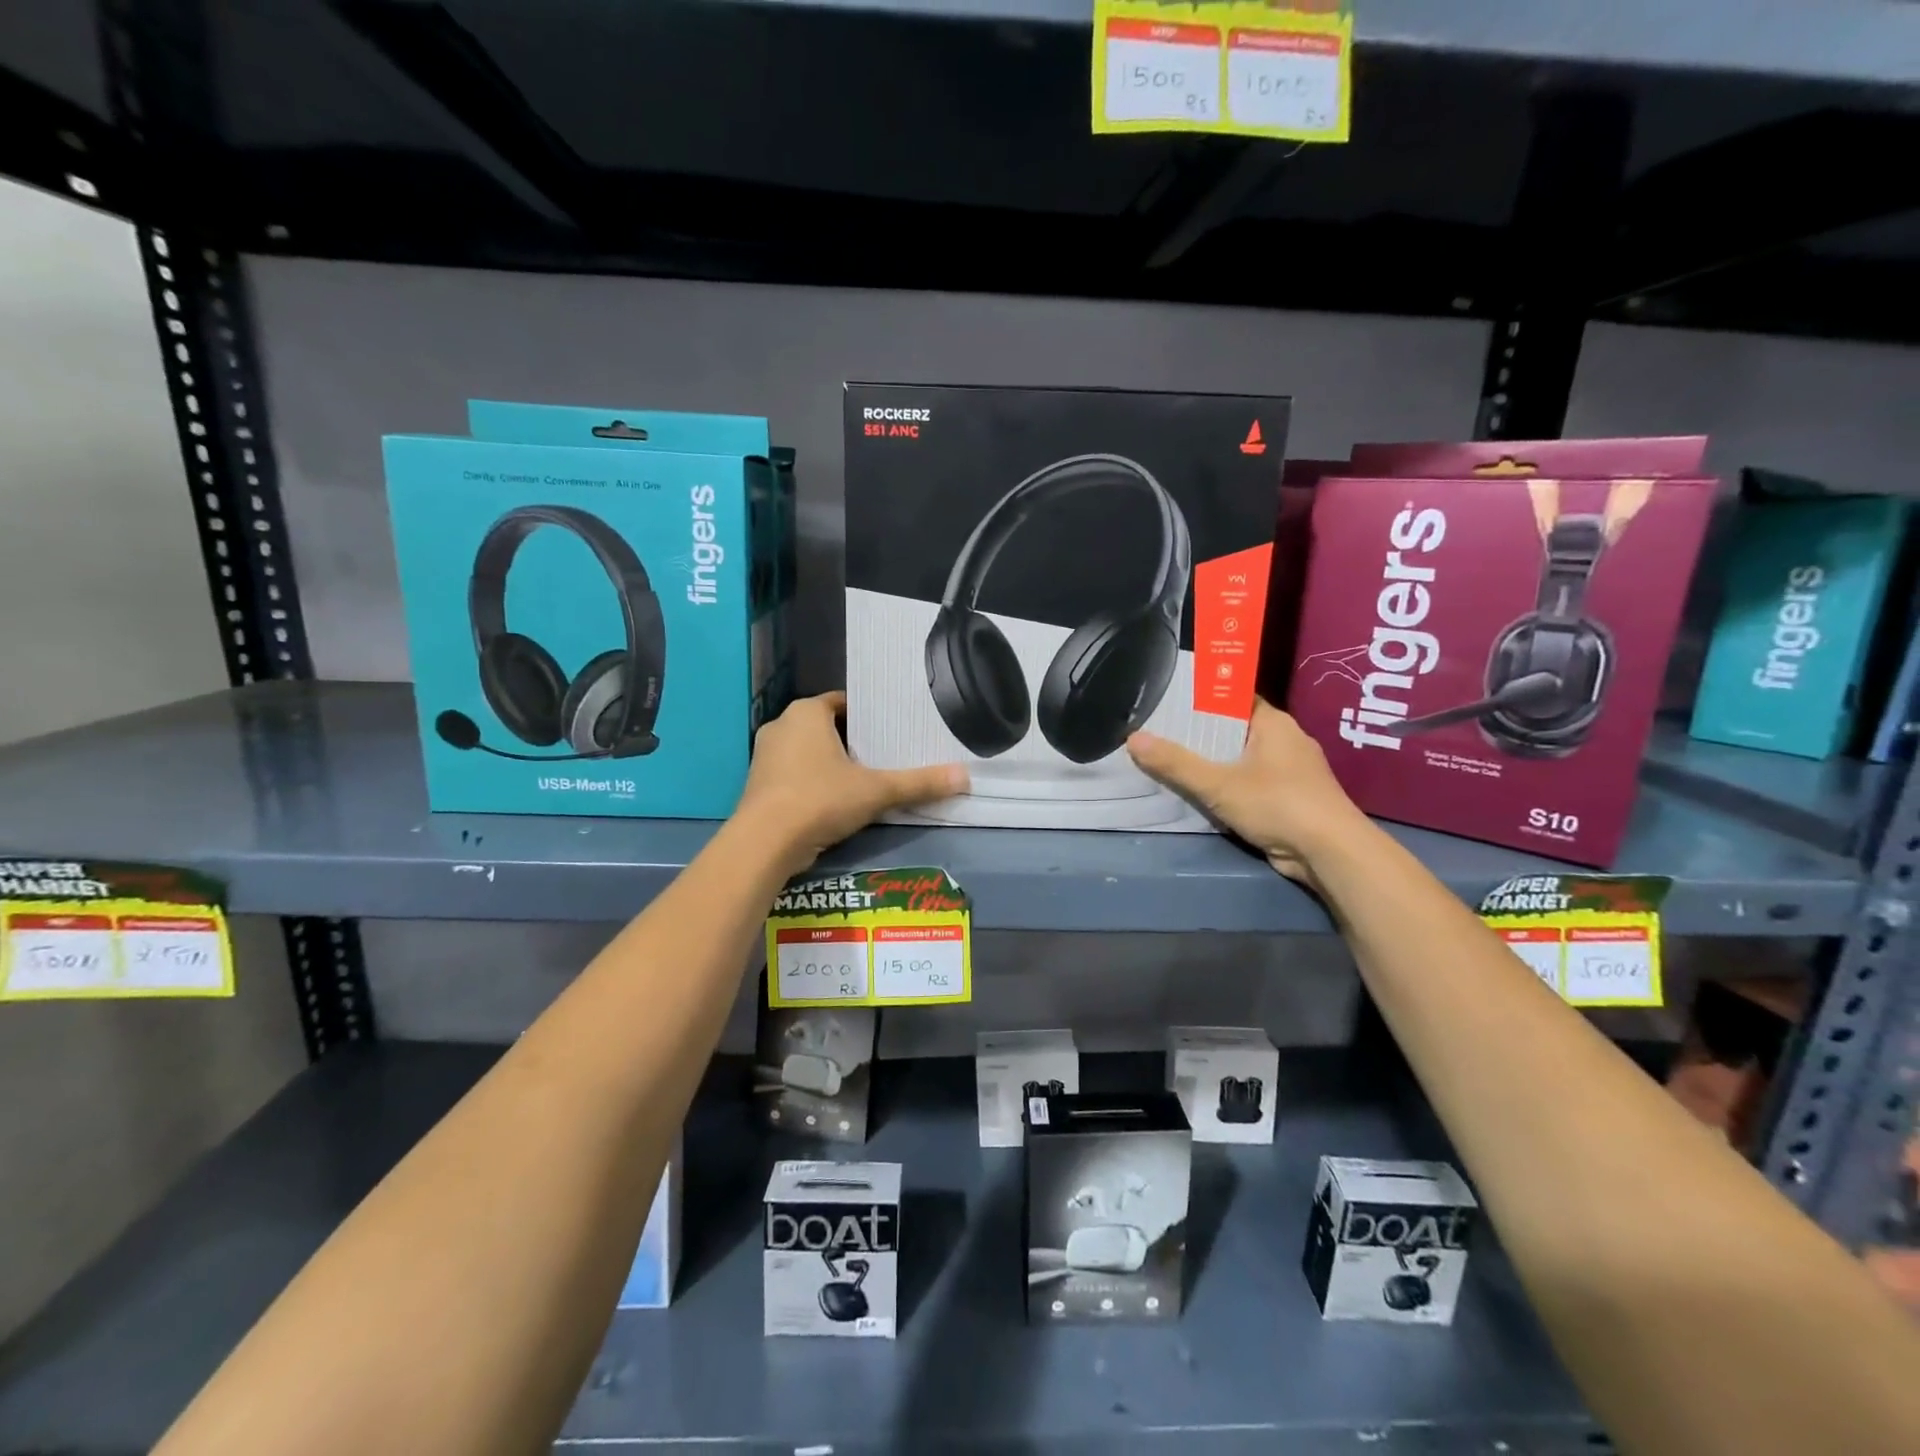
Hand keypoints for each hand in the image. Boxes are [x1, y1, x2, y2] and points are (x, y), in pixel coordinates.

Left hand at [737, 692, 966, 873]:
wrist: (764, 843)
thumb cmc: (820, 800)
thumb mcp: (876, 791)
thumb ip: (919, 783)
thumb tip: (964, 776)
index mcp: (806, 712)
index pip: (844, 702)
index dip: (870, 716)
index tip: (893, 731)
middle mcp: (782, 726)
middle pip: (827, 727)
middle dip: (853, 741)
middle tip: (887, 756)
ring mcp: (766, 756)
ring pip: (809, 752)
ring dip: (833, 764)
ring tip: (867, 779)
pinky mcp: (759, 785)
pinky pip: (795, 774)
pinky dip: (815, 783)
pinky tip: (837, 802)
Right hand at [1126, 699, 1370, 885]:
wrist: (1331, 853)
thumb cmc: (1278, 804)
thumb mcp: (1218, 784)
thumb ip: (1175, 763)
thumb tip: (1133, 739)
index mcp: (1273, 722)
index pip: (1233, 697)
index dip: (1202, 698)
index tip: (1169, 702)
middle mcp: (1285, 740)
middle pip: (1235, 728)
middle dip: (1201, 733)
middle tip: (1160, 733)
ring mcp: (1291, 771)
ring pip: (1243, 758)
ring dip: (1214, 762)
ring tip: (1172, 761)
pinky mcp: (1290, 799)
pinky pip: (1251, 782)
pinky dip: (1228, 785)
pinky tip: (1203, 793)